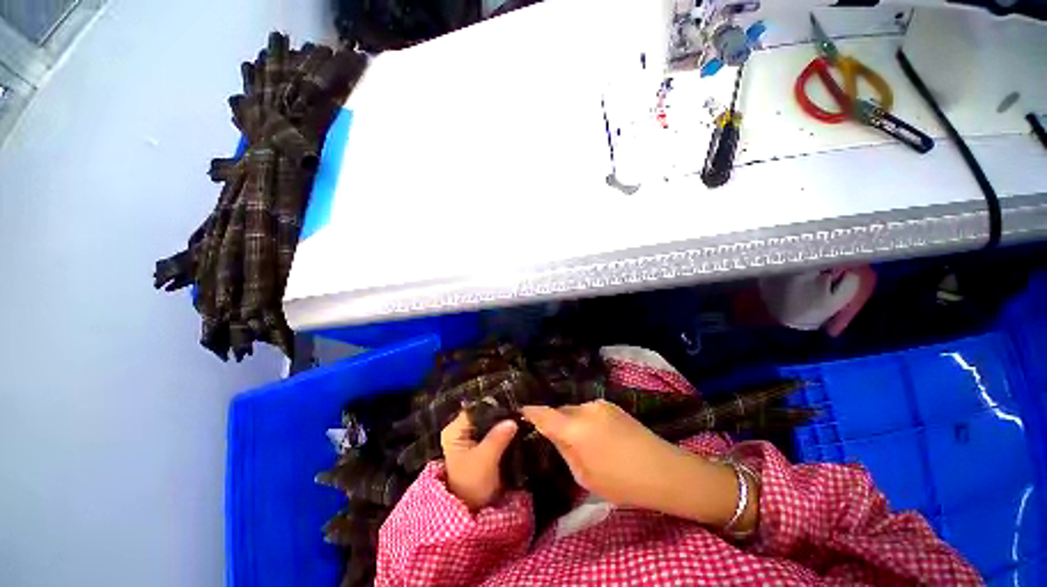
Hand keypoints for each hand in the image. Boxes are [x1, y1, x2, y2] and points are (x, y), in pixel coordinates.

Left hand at [440, 411, 517, 510]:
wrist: (473, 510)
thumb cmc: (472, 484)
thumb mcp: (484, 460)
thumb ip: (497, 438)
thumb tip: (512, 420)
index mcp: (455, 430)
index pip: (476, 409)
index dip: (493, 406)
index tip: (512, 406)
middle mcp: (463, 429)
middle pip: (484, 415)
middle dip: (501, 415)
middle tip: (520, 413)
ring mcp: (473, 438)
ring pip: (491, 424)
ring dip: (505, 424)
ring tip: (522, 419)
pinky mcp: (483, 446)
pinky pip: (496, 433)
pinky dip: (505, 432)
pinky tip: (519, 429)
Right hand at [520, 400, 686, 509]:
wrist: (663, 470)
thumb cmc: (621, 482)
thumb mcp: (585, 476)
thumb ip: (565, 451)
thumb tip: (554, 435)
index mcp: (575, 428)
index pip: (544, 414)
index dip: (530, 412)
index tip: (520, 411)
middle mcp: (585, 409)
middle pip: (560, 411)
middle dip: (555, 421)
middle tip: (555, 439)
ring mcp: (600, 404)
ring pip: (575, 410)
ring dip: (571, 421)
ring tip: (581, 440)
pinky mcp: (612, 404)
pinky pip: (589, 410)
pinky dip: (585, 420)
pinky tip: (597, 436)